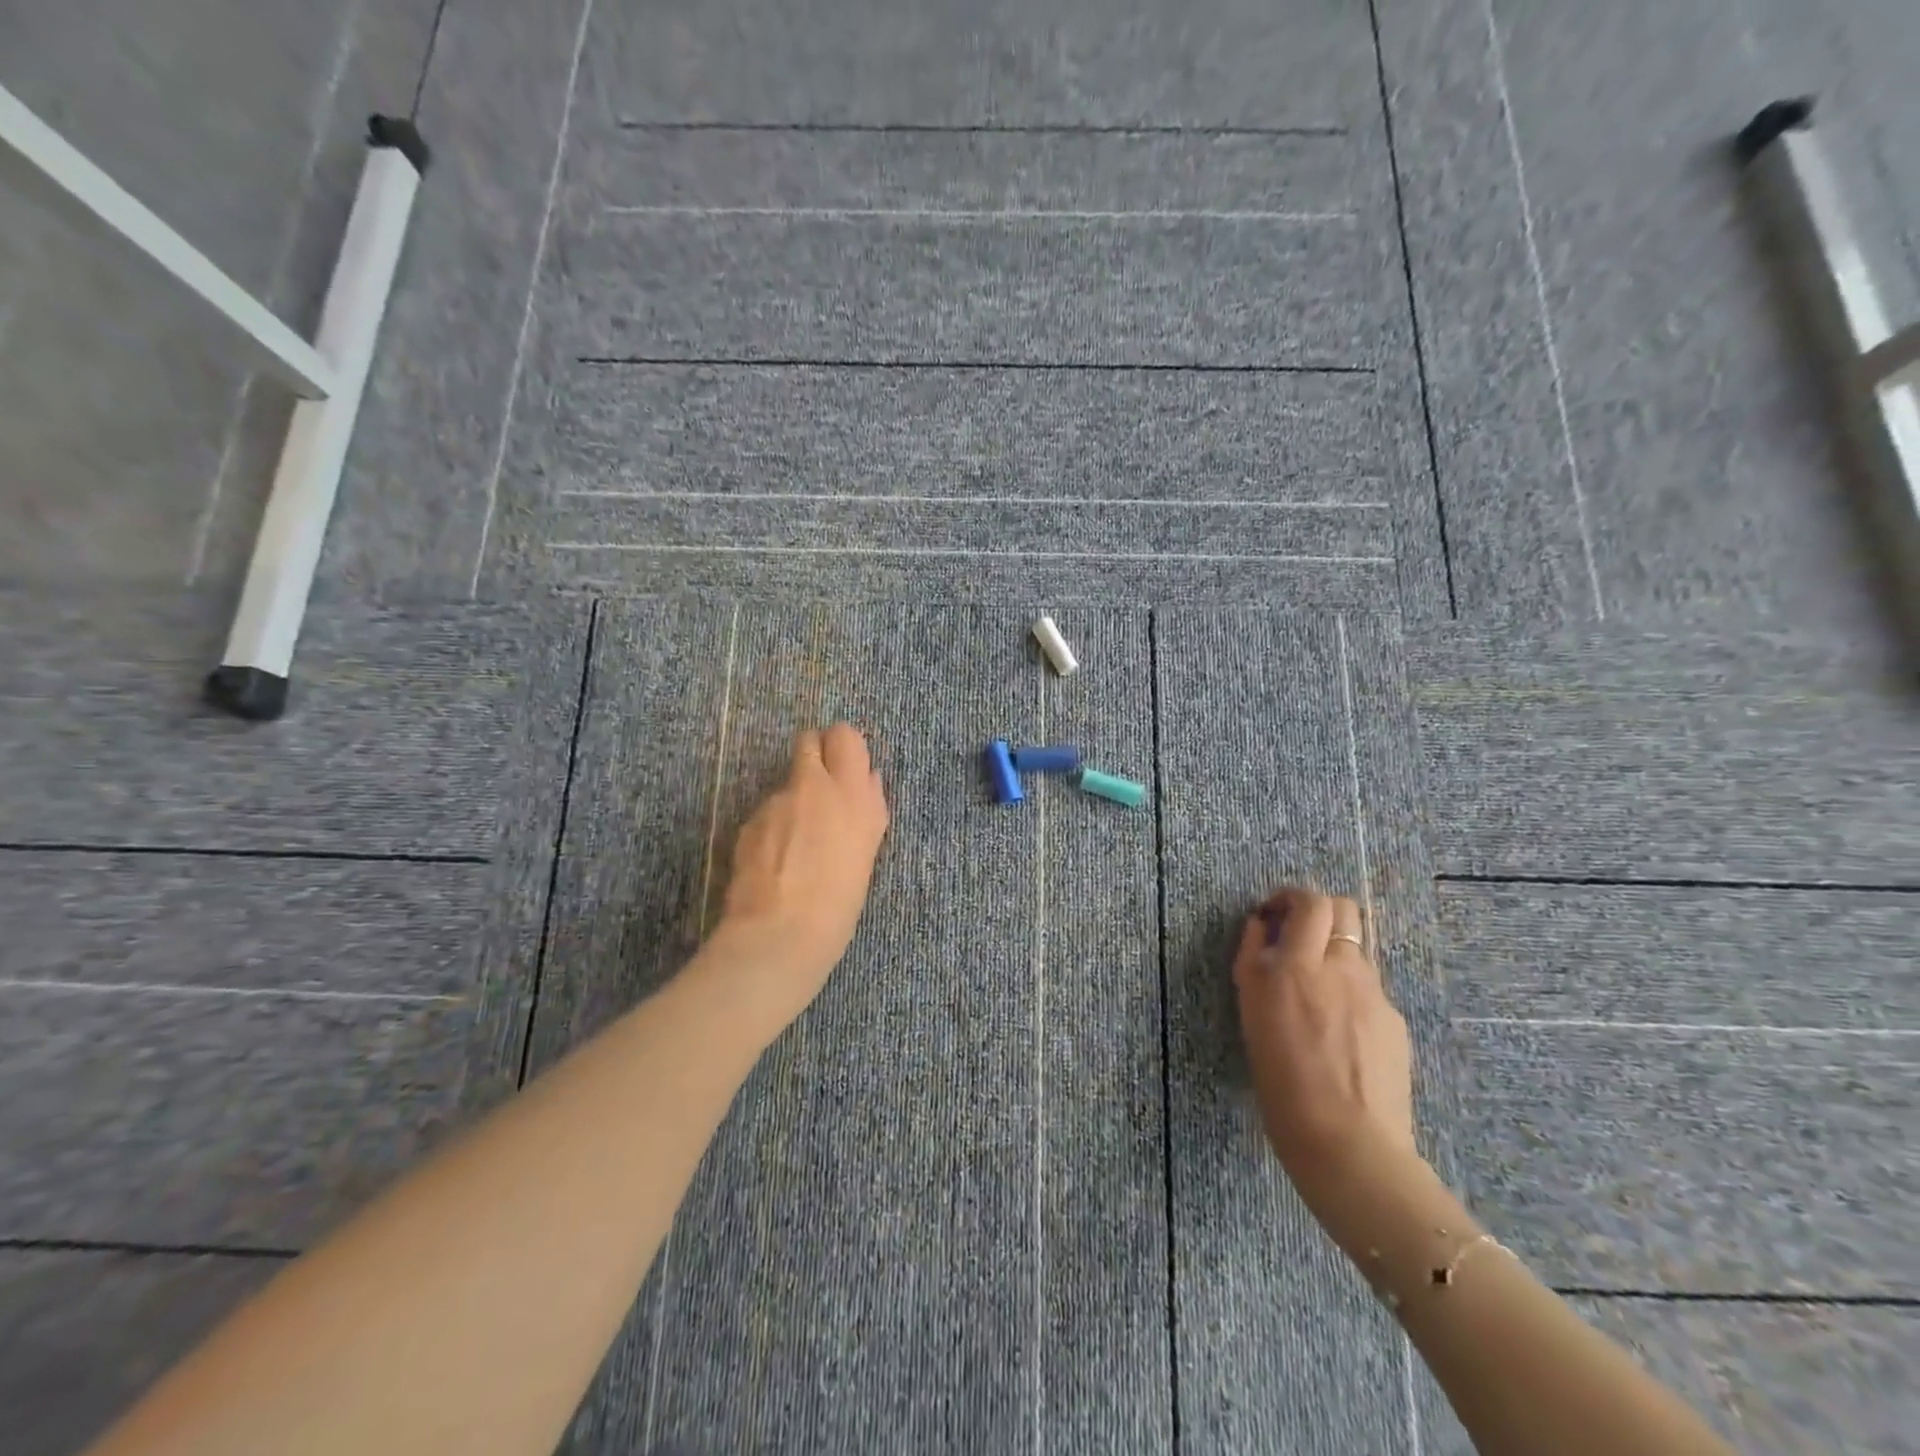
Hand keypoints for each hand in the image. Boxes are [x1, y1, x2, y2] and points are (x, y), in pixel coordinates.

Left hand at [709, 724, 889, 1028]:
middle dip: (814, 757)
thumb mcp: (866, 853)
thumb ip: (867, 809)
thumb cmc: (839, 904)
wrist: (779, 936)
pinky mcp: (748, 822)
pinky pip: (766, 812)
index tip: (845, 771)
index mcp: (852, 794)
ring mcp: (776, 802)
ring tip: (796, 846)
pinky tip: (775, 862)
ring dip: (792, 800)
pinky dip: (771, 827)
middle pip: (809, 741)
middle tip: (820, 794)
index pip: (845, 735)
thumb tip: (867, 780)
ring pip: (786, 782)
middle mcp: (813, 787)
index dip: (842, 749)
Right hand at [1233, 887, 1416, 1198]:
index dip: (1289, 898)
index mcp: (1296, 966)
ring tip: (1315, 990)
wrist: (1348, 1144)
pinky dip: (1349, 991)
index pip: (1308, 901)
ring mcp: (1373, 992)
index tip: (1273, 916)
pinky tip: (1339, 1031)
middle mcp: (1338, 968)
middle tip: (1297, 936)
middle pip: (1343, 908)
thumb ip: (1256, 962)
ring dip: (1333, 952)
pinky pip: (1368, 988)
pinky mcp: (1393, 1019)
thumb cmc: (1281, 1083)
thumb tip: (1263, 927)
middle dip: (1318, 910)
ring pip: (1355, 948)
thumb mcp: (1252, 1015)